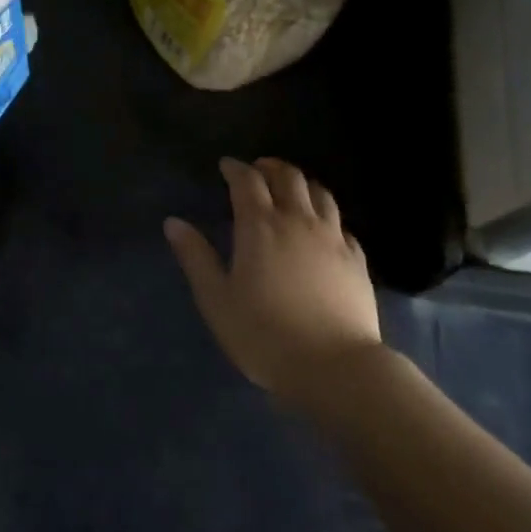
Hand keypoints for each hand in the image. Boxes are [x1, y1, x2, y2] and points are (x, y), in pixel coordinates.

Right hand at [164, 157, 384, 408]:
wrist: (334, 366)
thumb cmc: (263, 334)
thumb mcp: (216, 299)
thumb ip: (195, 257)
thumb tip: (173, 222)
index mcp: (260, 226)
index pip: (247, 182)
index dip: (235, 169)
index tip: (226, 165)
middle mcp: (298, 221)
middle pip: (289, 178)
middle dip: (270, 167)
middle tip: (257, 169)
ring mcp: (333, 238)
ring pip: (321, 194)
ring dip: (302, 183)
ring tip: (291, 188)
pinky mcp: (357, 259)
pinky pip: (341, 223)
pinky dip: (326, 215)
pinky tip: (323, 227)